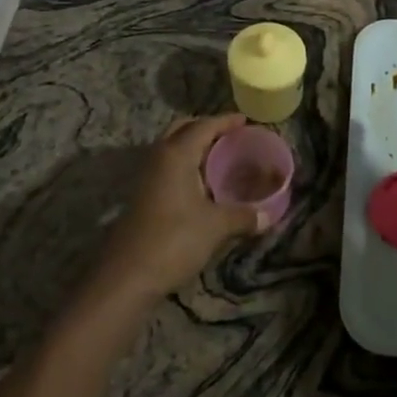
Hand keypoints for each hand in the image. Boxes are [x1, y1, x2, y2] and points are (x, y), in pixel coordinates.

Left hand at [88, 114, 267, 310]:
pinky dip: (186, 167)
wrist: (127, 276)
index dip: (225, 121)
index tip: (245, 120)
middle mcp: (158, 158)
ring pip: (172, 150)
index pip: (204, 126)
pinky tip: (202, 185)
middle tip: (230, 136)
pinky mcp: (142, 197)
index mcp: (176, 154)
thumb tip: (269, 215)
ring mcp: (146, 178)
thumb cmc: (174, 240)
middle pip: (182, 130)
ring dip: (193, 148)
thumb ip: (243, 216)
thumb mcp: (215, 226)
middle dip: (205, 129)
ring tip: (220, 158)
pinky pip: (168, 168)